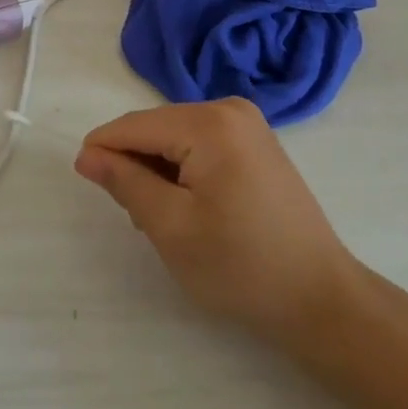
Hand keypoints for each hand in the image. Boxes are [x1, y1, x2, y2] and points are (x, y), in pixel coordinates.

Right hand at [74, 99, 360, 347]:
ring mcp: (247, 123)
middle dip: (136, 164)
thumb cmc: (241, 267)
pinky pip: (199, 143)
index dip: (103, 149)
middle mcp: (229, 108)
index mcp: (209, 123)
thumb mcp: (171, 227)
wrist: (322, 300)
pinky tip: (190, 207)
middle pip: (156, 127)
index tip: (85, 180)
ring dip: (158, 169)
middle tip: (138, 217)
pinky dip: (183, 169)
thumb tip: (87, 154)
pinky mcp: (256, 141)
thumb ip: (125, 182)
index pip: (135, 125)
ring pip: (175, 136)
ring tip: (166, 219)